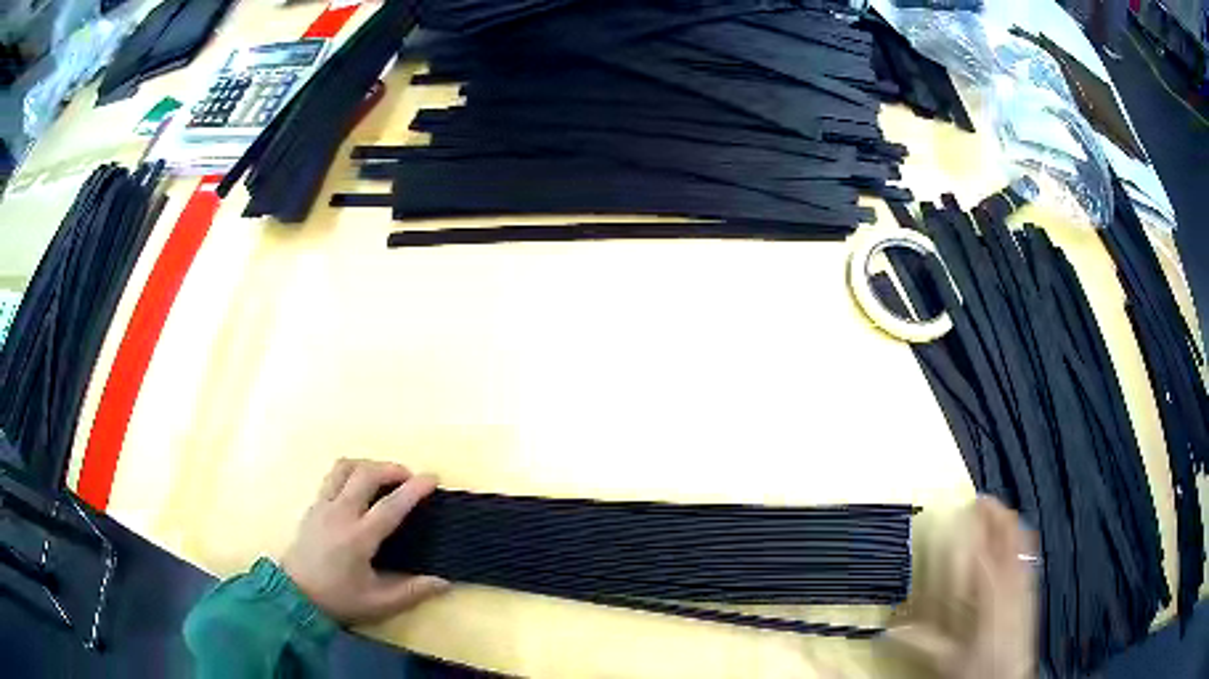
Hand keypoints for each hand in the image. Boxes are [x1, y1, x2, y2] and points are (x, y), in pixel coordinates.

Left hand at [281, 459, 448, 624]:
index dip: (414, 489)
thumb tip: (443, 582)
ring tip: (383, 476)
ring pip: (345, 467)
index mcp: (359, 538)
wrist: (295, 595)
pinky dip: (351, 472)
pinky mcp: (313, 505)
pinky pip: (333, 476)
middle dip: (391, 468)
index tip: (433, 478)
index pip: (391, 505)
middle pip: (366, 474)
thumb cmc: (339, 599)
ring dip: (368, 465)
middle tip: (409, 477)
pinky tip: (359, 488)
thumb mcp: (379, 603)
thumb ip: (412, 592)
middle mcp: (340, 514)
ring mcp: (323, 505)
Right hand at [885, 496, 1037, 678]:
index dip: (975, 526)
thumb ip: (921, 642)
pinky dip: (1021, 539)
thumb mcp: (947, 660)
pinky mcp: (1031, 590)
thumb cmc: (978, 668)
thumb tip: (888, 631)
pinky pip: (1029, 554)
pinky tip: (1017, 538)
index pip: (984, 548)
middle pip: (1008, 536)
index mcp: (990, 594)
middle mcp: (1010, 580)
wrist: (1009, 678)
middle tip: (981, 501)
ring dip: (1009, 523)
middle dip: (995, 515)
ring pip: (1021, 541)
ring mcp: (1024, 583)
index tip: (964, 508)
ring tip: (998, 512)